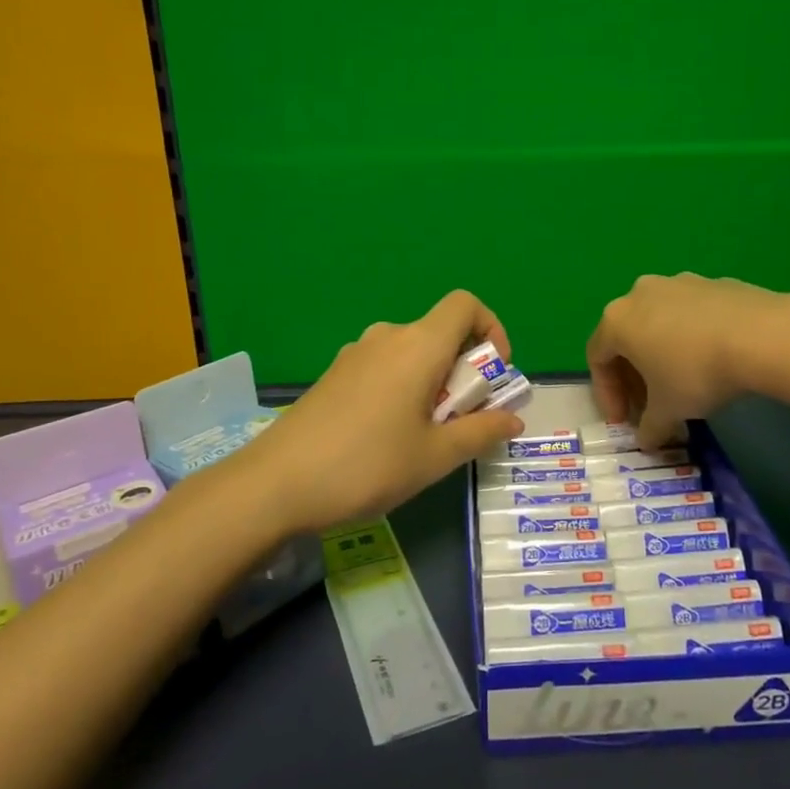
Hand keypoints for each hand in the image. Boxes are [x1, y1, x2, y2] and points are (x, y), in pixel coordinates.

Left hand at [229, 290, 524, 533]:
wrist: (276, 483)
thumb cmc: (367, 465)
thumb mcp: (434, 456)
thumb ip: (480, 432)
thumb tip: (514, 419)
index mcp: (419, 346)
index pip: (466, 305)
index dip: (492, 330)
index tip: (494, 375)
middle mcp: (388, 337)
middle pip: (441, 333)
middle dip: (465, 370)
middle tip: (463, 421)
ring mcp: (356, 354)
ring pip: (413, 353)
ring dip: (434, 382)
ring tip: (426, 435)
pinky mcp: (335, 374)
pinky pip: (385, 367)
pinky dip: (405, 387)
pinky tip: (388, 436)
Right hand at [586, 273, 788, 447]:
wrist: (761, 335)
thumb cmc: (696, 372)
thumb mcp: (668, 409)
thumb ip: (650, 426)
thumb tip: (647, 440)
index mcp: (617, 320)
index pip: (597, 359)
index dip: (607, 394)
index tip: (624, 421)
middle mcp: (640, 294)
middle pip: (626, 338)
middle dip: (634, 376)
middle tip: (649, 405)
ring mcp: (678, 283)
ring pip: (658, 323)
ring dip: (661, 354)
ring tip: (681, 383)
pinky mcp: (713, 282)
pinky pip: (690, 315)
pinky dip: (690, 338)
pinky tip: (711, 360)